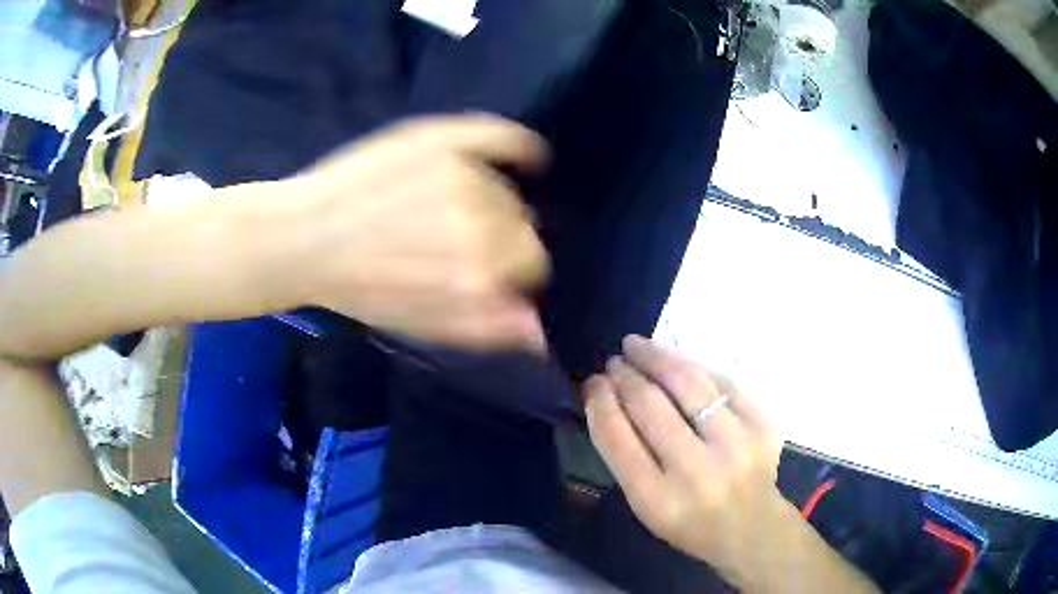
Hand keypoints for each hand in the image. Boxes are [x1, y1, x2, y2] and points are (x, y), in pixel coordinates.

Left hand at [288, 114, 549, 351]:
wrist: (303, 238)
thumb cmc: (360, 288)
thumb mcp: (422, 325)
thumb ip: (486, 328)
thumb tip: (540, 329)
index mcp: (479, 268)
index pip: (531, 261)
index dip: (513, 269)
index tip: (491, 268)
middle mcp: (478, 216)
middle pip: (524, 223)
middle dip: (503, 236)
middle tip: (461, 240)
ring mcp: (459, 170)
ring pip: (506, 187)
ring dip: (494, 200)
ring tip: (449, 209)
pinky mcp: (439, 136)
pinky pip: (499, 136)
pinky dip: (518, 144)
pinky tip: (526, 153)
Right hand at [584, 335, 789, 585]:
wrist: (752, 527)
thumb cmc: (689, 521)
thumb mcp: (645, 505)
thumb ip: (625, 456)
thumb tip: (607, 397)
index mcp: (658, 500)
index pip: (618, 438)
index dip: (600, 401)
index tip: (592, 382)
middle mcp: (697, 472)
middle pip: (650, 405)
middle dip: (626, 375)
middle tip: (614, 361)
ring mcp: (736, 446)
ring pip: (689, 383)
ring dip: (657, 357)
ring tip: (638, 346)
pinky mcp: (763, 426)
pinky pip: (723, 381)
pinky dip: (696, 367)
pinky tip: (677, 361)